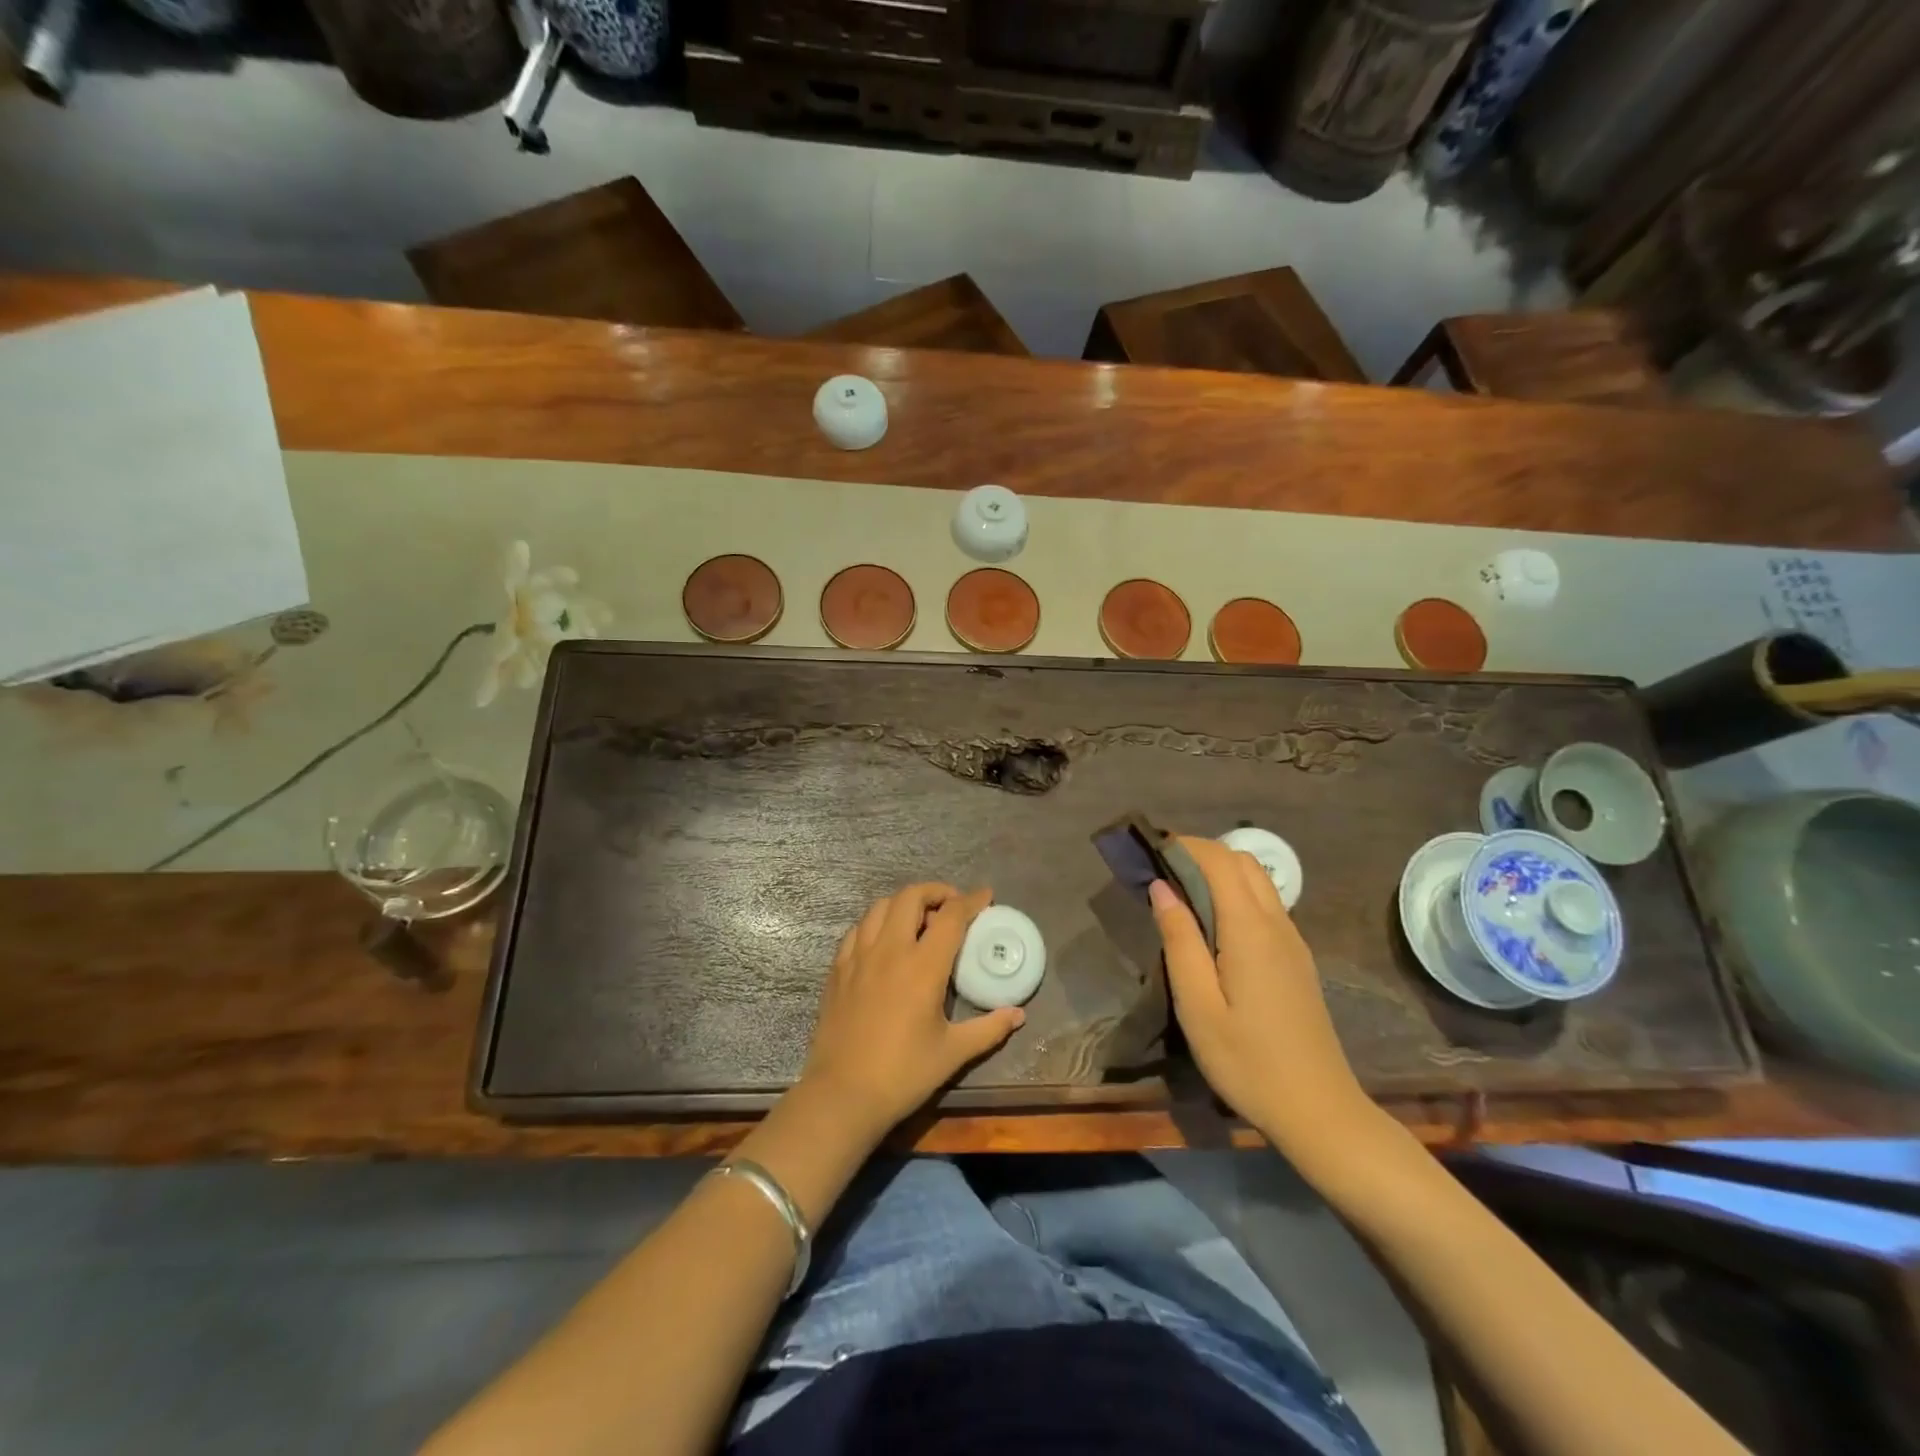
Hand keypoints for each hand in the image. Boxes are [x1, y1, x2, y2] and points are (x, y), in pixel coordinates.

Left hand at [798, 883, 1023, 1138]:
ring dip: (904, 903)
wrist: (842, 1094)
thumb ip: (989, 1028)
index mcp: (922, 966)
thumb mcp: (953, 1052)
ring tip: (918, 920)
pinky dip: (876, 923)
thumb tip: (1018, 1014)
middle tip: (951, 907)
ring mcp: (858, 956)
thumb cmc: (903, 1074)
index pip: (951, 916)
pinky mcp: (837, 969)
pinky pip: (857, 929)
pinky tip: (884, 941)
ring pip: (880, 906)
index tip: (985, 896)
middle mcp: (890, 950)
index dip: (971, 900)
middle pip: (911, 896)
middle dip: (935, 892)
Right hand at [1149, 837, 1370, 1149]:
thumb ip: (1179, 940)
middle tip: (1161, 869)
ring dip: (1219, 871)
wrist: (1318, 1111)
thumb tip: (1162, 888)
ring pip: (1258, 882)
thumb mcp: (1197, 1005)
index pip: (1220, 861)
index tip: (1149, 848)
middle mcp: (1277, 924)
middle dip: (1201, 852)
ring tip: (1179, 892)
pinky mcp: (1296, 959)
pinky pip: (1265, 905)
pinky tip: (1211, 924)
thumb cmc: (1247, 1061)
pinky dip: (1234, 894)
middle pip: (1243, 862)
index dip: (1185, 845)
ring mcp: (1292, 941)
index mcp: (1250, 929)